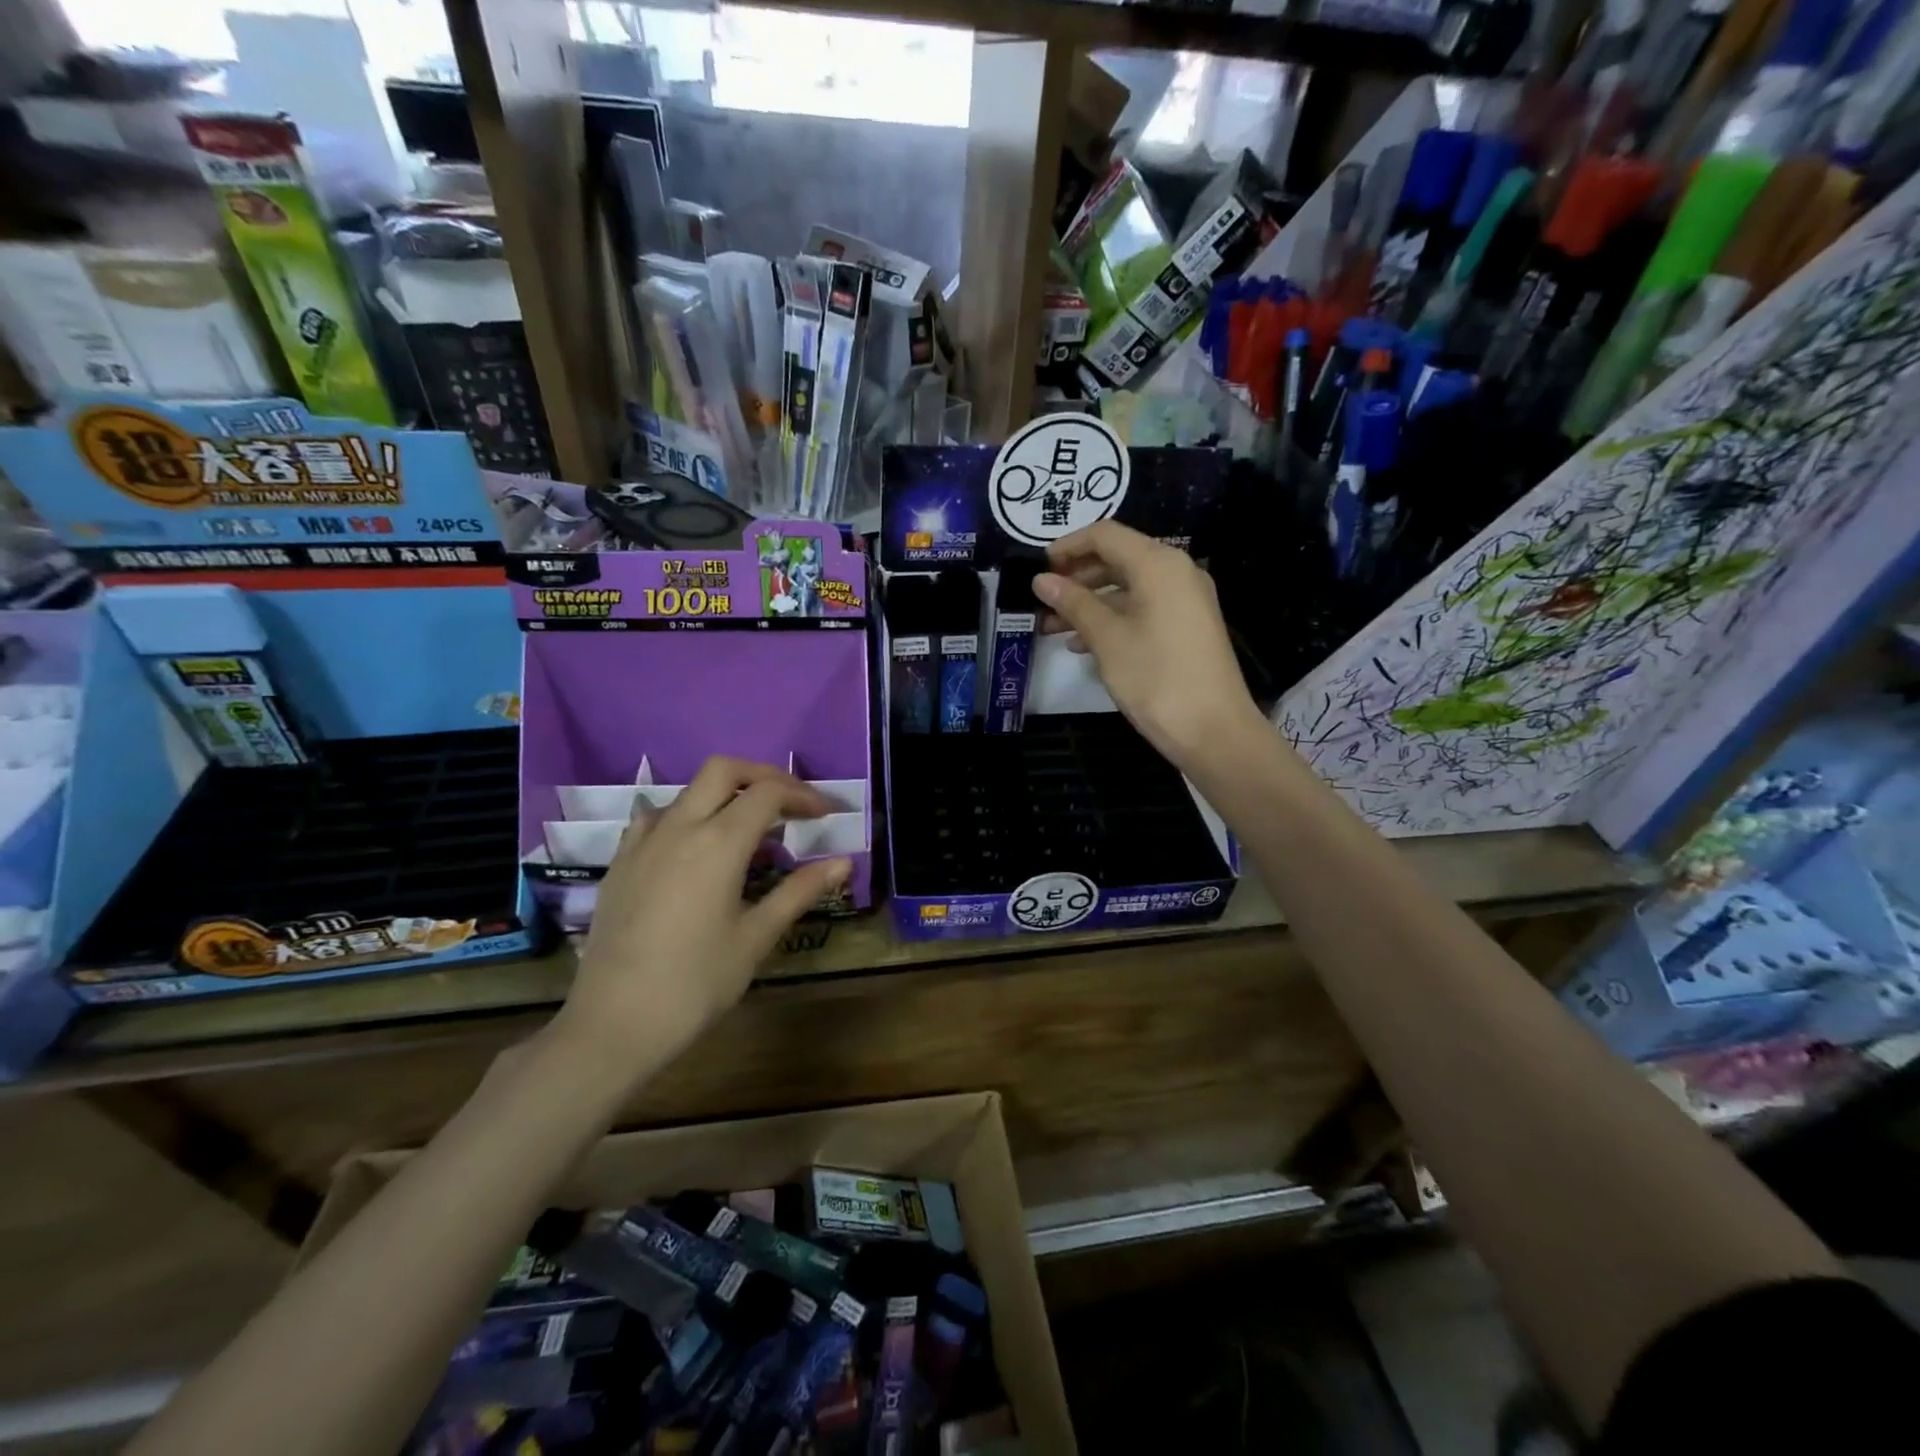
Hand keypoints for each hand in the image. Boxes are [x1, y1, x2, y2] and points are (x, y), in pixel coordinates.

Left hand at [554, 757, 849, 1080]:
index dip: (803, 795)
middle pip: (724, 770)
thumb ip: (800, 891)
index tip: (826, 814)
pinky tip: (694, 849)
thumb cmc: (696, 983)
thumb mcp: (756, 937)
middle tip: (789, 803)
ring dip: (725, 795)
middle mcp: (679, 827)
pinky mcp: (620, 862)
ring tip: (748, 831)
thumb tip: (844, 861)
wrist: (613, 1025)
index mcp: (719, 842)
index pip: (768, 793)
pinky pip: (656, 817)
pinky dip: (686, 816)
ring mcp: (643, 842)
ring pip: (688, 791)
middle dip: (763, 775)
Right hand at [1035, 521, 1264, 767]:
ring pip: (1127, 587)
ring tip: (1051, 627)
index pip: (1105, 535)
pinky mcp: (1187, 626)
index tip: (1038, 569)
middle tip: (1041, 600)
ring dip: (1089, 603)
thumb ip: (1073, 603)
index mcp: (1158, 563)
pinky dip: (1112, 618)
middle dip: (1076, 577)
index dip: (1067, 546)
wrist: (1213, 730)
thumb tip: (1042, 580)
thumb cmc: (1156, 677)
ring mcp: (1185, 600)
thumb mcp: (1107, 638)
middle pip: (1117, 558)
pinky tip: (1081, 645)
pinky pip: (1142, 608)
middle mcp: (1176, 571)